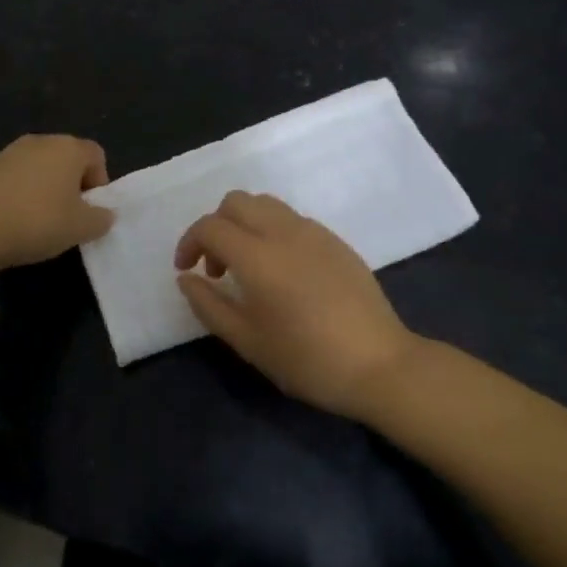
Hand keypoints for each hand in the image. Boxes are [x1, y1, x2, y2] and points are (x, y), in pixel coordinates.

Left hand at [0, 135, 114, 268]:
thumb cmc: (37, 222)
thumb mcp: (81, 228)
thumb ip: (101, 219)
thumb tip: (104, 214)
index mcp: (68, 148)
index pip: (96, 155)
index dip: (99, 182)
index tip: (89, 210)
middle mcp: (40, 141)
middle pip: (66, 158)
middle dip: (71, 184)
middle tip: (67, 216)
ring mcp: (9, 151)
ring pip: (38, 166)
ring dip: (44, 187)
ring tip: (37, 219)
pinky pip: (13, 177)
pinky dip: (18, 192)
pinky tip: (11, 218)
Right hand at [175, 192, 418, 419]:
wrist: (380, 365)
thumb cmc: (307, 360)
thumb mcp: (248, 341)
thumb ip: (209, 305)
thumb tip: (186, 278)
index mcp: (258, 255)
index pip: (210, 226)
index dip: (189, 243)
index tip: (186, 270)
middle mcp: (284, 231)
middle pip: (236, 201)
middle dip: (216, 226)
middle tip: (217, 267)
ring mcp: (314, 232)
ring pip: (265, 204)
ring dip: (245, 224)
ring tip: (248, 267)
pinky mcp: (335, 240)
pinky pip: (292, 219)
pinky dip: (272, 231)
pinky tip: (282, 271)